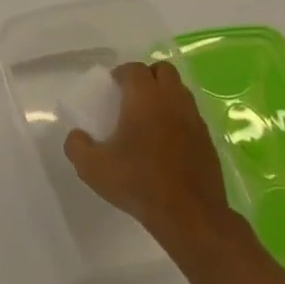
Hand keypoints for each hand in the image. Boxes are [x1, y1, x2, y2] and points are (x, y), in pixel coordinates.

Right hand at [65, 61, 231, 242]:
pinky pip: (191, 116)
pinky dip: (178, 118)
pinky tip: (166, 141)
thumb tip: (76, 136)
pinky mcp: (208, 140)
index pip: (134, 68)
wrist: (189, 215)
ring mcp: (194, 118)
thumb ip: (77, 146)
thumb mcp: (93, 167)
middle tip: (131, 97)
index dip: (121, 74)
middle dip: (147, 76)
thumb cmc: (138, 182)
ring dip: (164, 95)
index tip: (111, 88)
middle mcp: (172, 99)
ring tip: (148, 118)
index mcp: (144, 97)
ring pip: (180, 91)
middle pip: (163, 70)